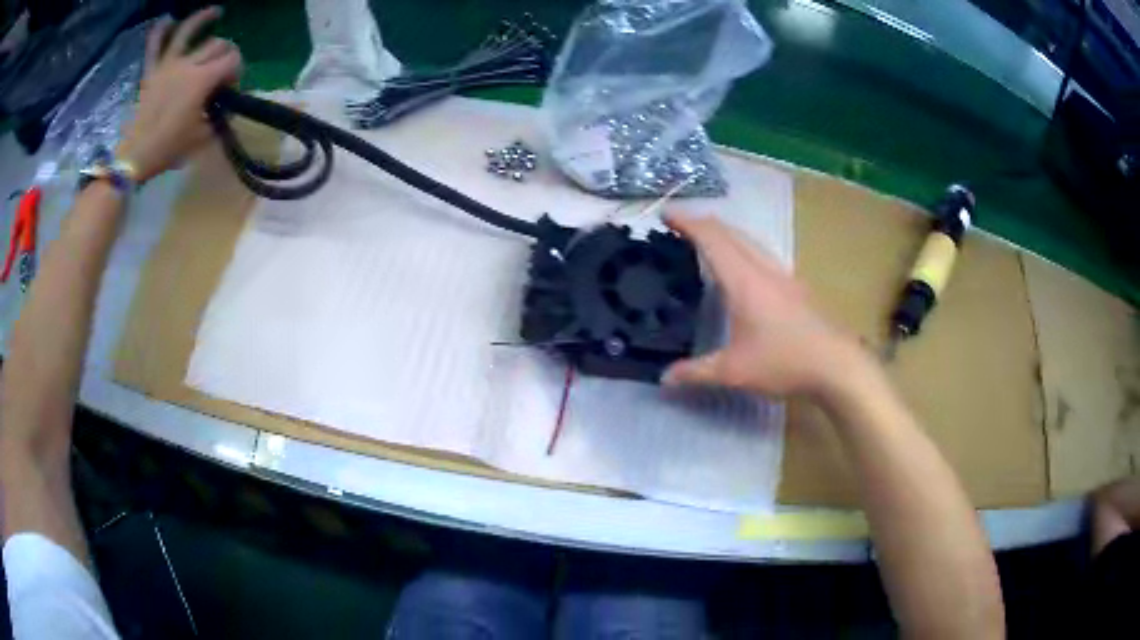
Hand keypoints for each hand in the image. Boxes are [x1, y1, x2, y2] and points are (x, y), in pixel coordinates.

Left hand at [116, 7, 241, 182]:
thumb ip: (217, 117)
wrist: (134, 158)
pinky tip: (168, 19)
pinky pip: (154, 45)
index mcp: (202, 80)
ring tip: (215, 13)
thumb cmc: (168, 150)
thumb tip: (224, 108)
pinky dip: (160, 30)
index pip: (232, 61)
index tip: (232, 87)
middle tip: (223, 69)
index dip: (238, 71)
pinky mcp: (151, 73)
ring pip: (189, 31)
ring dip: (204, 18)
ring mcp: (167, 65)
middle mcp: (187, 65)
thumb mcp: (201, 138)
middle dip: (227, 53)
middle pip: (217, 44)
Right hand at [662, 212, 870, 397]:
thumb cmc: (784, 362)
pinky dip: (741, 250)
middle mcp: (763, 269)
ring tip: (707, 242)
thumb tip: (665, 378)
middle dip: (703, 223)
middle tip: (679, 226)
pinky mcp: (795, 287)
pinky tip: (742, 270)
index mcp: (744, 280)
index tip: (665, 215)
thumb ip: (696, 372)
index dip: (687, 222)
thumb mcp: (734, 371)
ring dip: (725, 234)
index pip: (711, 238)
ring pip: (749, 241)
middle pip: (731, 232)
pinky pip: (762, 255)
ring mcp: (783, 276)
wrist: (836, 364)